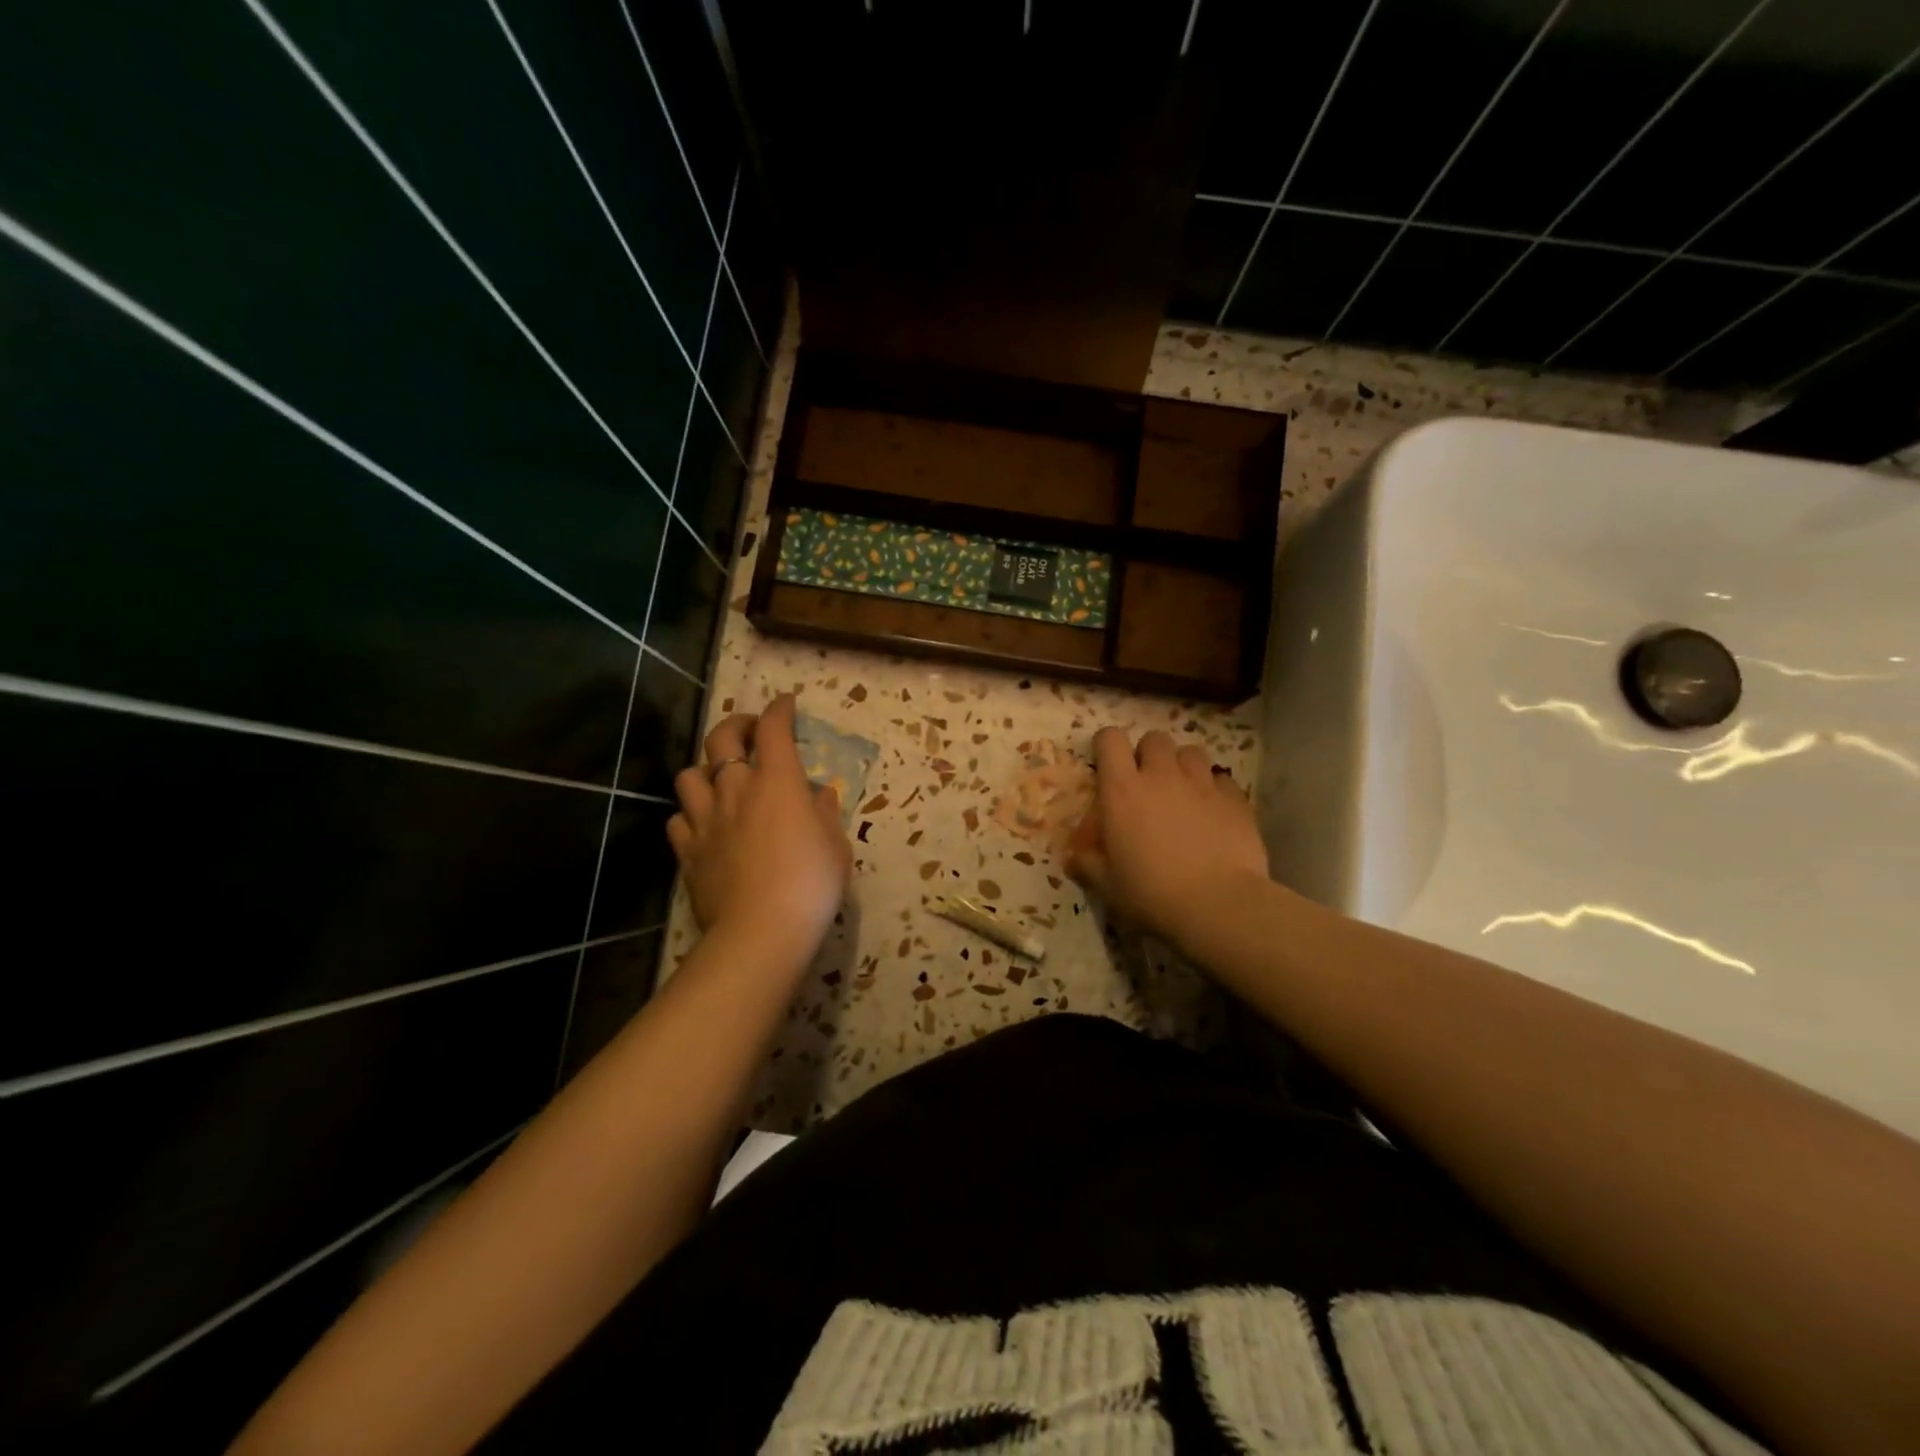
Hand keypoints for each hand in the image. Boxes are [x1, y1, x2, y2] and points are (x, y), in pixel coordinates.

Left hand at [667, 695, 850, 960]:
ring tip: (720, 779)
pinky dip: (690, 815)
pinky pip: (678, 820)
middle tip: (750, 732)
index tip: (786, 704)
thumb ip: (824, 815)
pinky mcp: (688, 851)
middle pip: (722, 738)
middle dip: (737, 724)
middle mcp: (736, 789)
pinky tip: (704, 824)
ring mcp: (706, 819)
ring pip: (689, 775)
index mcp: (777, 782)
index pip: (774, 729)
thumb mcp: (835, 847)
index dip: (779, 710)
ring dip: (705, 769)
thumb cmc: (811, 884)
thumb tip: (819, 796)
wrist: (761, 931)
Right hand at [1065, 728, 1270, 949]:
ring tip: (1183, 792)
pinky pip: (1222, 779)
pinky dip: (1214, 790)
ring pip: (1191, 752)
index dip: (1107, 746)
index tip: (1107, 765)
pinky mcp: (1235, 799)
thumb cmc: (1151, 893)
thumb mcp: (1106, 884)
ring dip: (1183, 766)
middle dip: (1148, 755)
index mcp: (1122, 789)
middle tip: (1147, 783)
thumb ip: (1087, 863)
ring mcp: (1202, 783)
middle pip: (1154, 739)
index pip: (1110, 739)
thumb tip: (1074, 857)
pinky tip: (1213, 812)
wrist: (1217, 905)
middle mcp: (1161, 775)